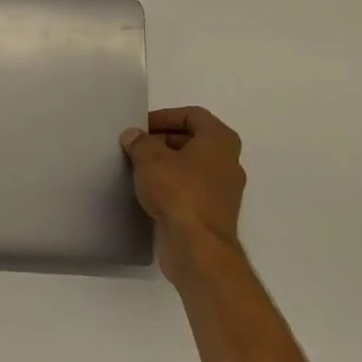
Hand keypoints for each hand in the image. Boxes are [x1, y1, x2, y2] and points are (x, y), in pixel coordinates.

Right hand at [121, 107, 247, 281]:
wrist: (198, 247)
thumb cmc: (178, 192)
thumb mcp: (150, 159)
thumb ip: (140, 142)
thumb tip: (133, 136)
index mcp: (220, 140)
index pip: (193, 115)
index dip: (165, 116)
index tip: (141, 127)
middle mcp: (228, 161)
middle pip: (193, 140)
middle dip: (162, 140)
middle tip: (135, 147)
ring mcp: (223, 189)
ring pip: (191, 166)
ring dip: (166, 164)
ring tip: (137, 169)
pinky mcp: (213, 212)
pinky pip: (190, 189)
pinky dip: (171, 186)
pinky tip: (148, 193)